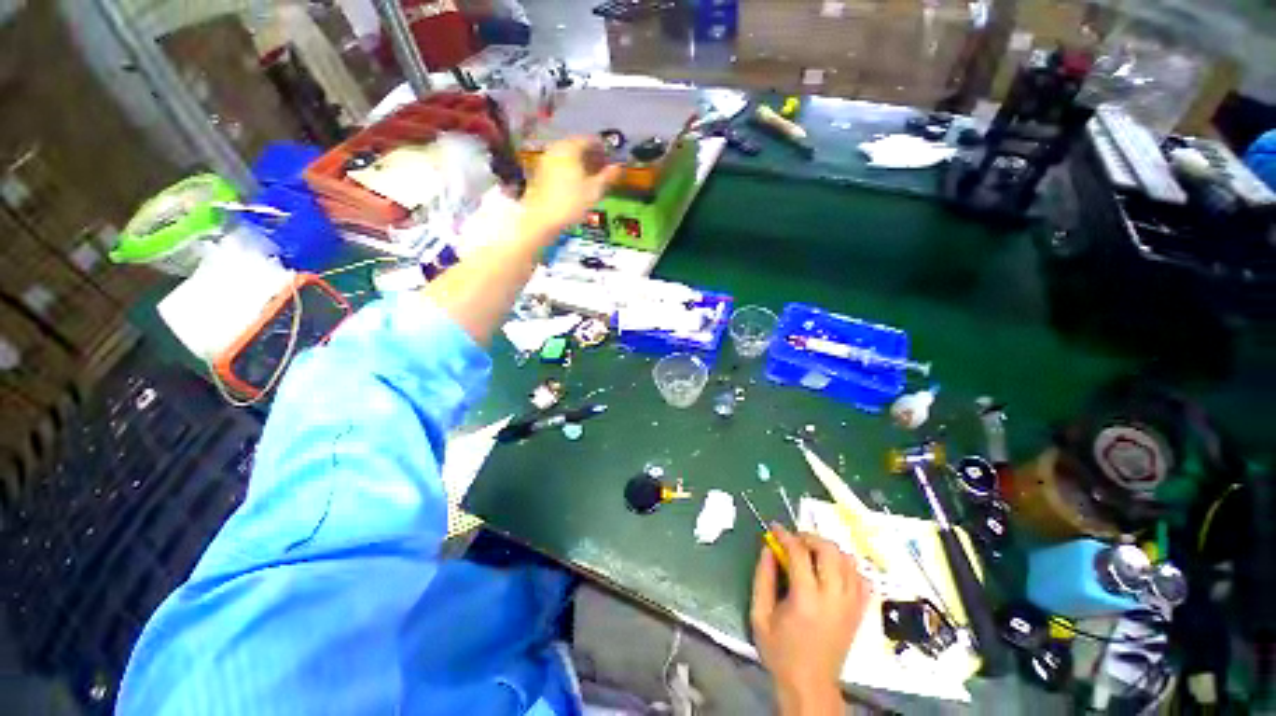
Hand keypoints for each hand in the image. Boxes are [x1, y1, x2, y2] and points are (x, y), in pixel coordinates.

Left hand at [521, 137, 620, 236]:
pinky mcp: (540, 172)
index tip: (610, 160)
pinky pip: (559, 165)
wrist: (541, 218)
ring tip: (590, 179)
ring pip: (567, 156)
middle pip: (577, 147)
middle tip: (601, 170)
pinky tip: (575, 185)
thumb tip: (618, 167)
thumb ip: (607, 177)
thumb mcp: (594, 191)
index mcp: (570, 148)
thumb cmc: (571, 203)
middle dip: (590, 156)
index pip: (589, 141)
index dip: (602, 149)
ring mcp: (546, 160)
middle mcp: (556, 149)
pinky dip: (569, 170)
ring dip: (580, 164)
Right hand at [751, 525, 870, 715]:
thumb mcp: (760, 615)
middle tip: (794, 540)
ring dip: (828, 549)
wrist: (810, 685)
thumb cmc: (780, 652)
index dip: (785, 536)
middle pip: (829, 551)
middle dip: (810, 537)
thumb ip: (763, 577)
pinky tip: (832, 570)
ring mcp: (851, 605)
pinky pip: (862, 579)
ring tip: (811, 552)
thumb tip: (768, 548)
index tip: (774, 528)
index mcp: (806, 600)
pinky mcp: (859, 612)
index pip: (799, 554)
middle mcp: (833, 599)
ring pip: (848, 561)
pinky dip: (848, 567)